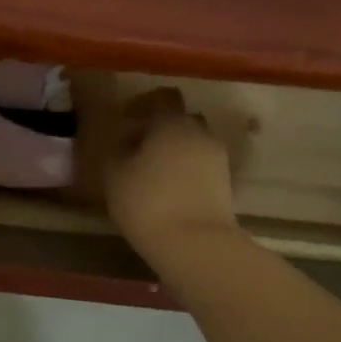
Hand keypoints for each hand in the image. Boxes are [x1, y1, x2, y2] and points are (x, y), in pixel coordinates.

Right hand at [102, 90, 239, 256]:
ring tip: (152, 173)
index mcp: (172, 123)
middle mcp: (200, 133)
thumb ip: (118, 151)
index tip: (125, 118)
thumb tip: (126, 143)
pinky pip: (201, 167)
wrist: (195, 244)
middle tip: (138, 147)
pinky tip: (169, 191)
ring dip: (174, 152)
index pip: (161, 98)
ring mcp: (217, 158)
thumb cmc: (147, 202)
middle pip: (180, 120)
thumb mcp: (115, 175)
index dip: (142, 104)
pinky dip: (186, 171)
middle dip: (160, 129)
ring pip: (193, 144)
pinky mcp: (225, 184)